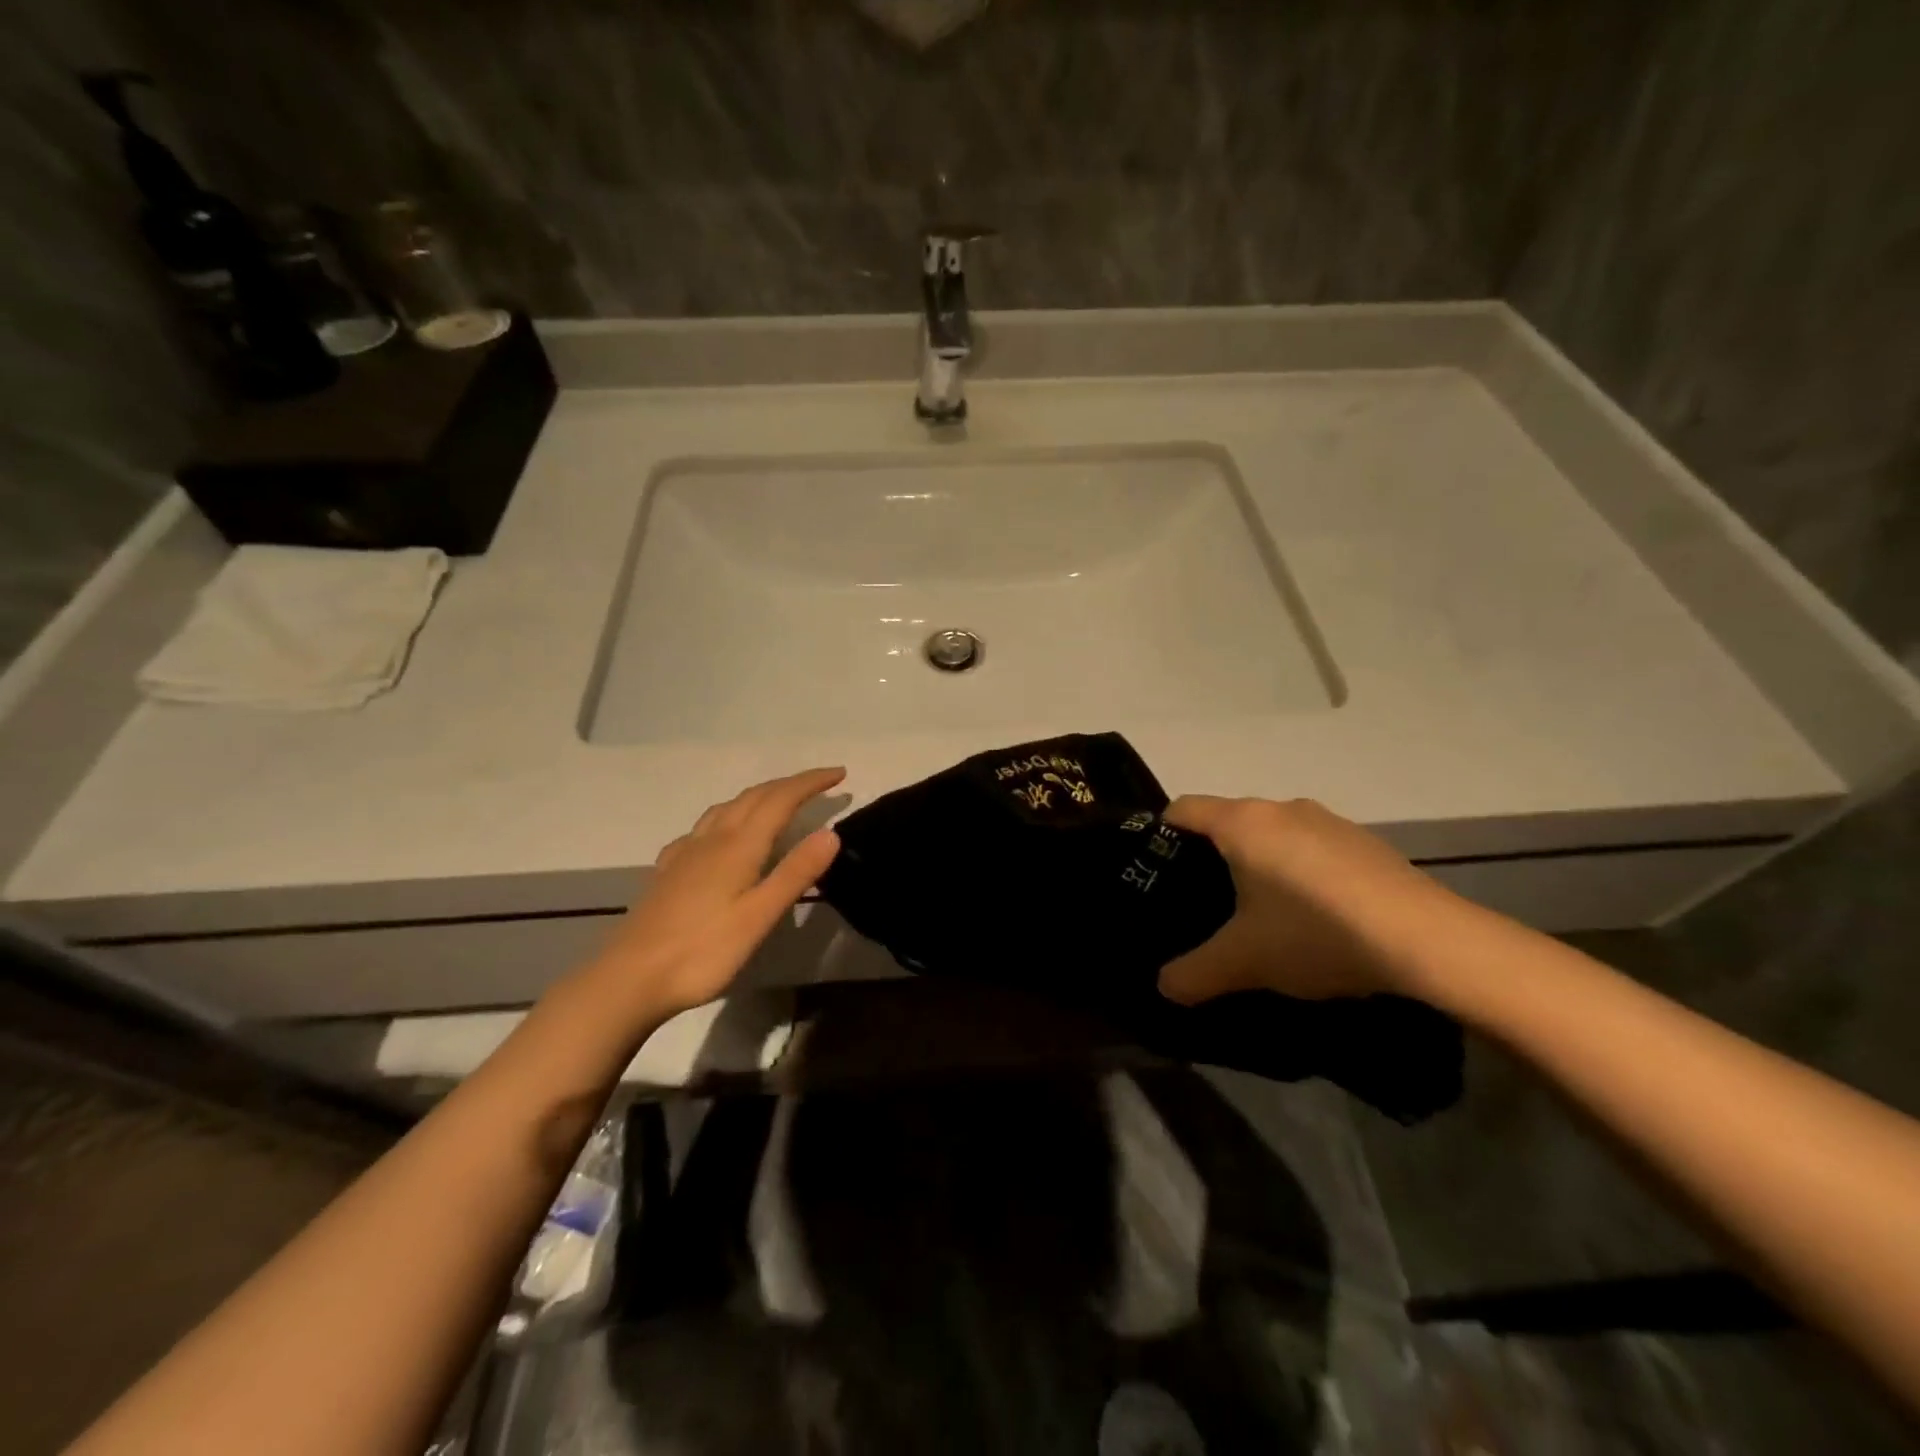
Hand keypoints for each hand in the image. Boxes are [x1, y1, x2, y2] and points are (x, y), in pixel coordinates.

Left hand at [580, 768, 844, 1021]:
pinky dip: (726, 817)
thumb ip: (795, 872)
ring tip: (778, 801)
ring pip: (726, 808)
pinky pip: (703, 828)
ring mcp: (685, 853)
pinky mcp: (667, 871)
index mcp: (738, 846)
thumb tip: (831, 832)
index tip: (839, 773)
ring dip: (758, 795)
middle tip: (819, 783)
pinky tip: (720, 834)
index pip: (780, 799)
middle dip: (789, 784)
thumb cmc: (702, 951)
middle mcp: (711, 839)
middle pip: (754, 797)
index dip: (810, 782)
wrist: (629, 978)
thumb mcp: (759, 916)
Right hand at [1158, 795, 1467, 1005]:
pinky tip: (1316, 917)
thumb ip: (1194, 974)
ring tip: (1264, 915)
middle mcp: (1282, 807)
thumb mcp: (1244, 962)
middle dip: (1213, 857)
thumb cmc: (1314, 934)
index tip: (1159, 873)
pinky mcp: (1365, 842)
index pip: (1182, 809)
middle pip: (1228, 821)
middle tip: (1208, 904)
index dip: (1161, 836)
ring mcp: (1329, 821)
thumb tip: (1163, 987)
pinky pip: (1312, 847)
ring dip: (1261, 864)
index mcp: (1242, 822)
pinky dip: (1301, 872)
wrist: (1428, 941)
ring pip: (1273, 834)